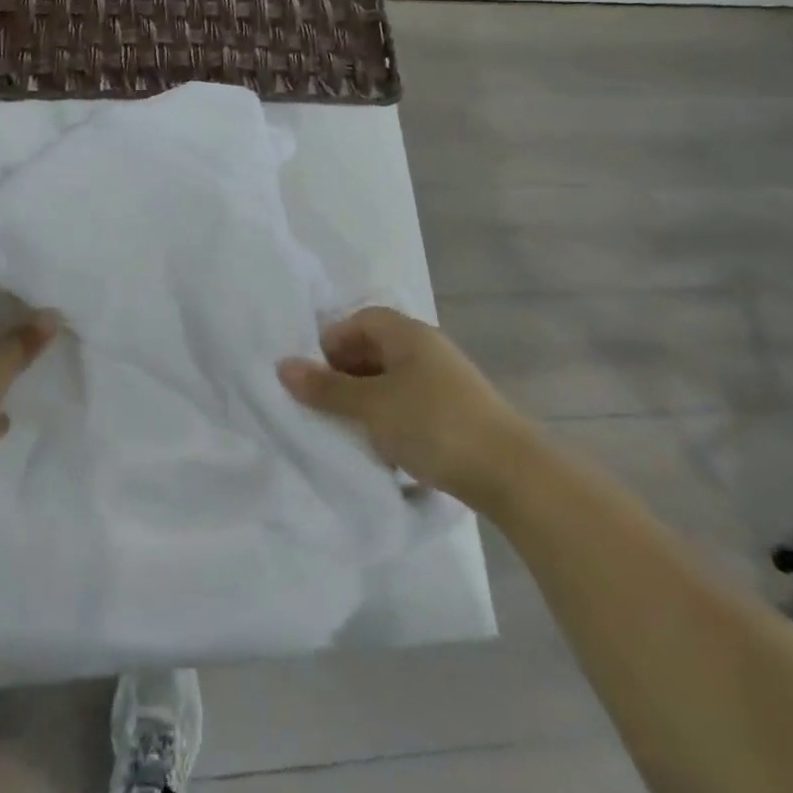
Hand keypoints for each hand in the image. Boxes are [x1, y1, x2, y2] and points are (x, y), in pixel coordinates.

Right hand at [279, 307, 532, 513]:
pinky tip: (382, 449)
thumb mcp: (371, 406)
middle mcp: (427, 349)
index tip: (313, 375)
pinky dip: (390, 420)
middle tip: (324, 405)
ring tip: (348, 430)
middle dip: (345, 375)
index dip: (332, 342)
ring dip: (366, 402)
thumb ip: (326, 388)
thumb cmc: (433, 424)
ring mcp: (445, 381)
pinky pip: (410, 405)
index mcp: (407, 334)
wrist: (510, 472)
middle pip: (374, 350)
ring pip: (391, 381)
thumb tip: (282, 366)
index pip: (360, 320)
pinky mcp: (456, 413)